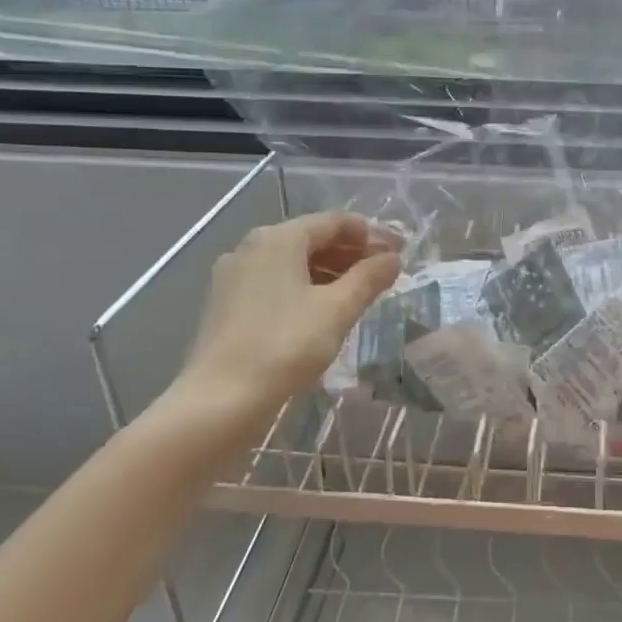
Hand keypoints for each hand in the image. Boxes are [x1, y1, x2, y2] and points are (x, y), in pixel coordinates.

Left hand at [163, 212, 401, 434]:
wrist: (220, 399)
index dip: (372, 234)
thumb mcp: (337, 310)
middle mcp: (251, 247)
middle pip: (312, 239)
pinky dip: (305, 287)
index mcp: (278, 239)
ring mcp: (234, 275)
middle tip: (386, 273)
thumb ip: (369, 278)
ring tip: (361, 293)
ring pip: (293, 262)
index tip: (401, 251)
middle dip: (352, 253)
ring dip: (331, 271)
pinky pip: (275, 282)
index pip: (334, 222)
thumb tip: (393, 258)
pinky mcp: (227, 303)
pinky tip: (324, 310)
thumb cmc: (285, 346)